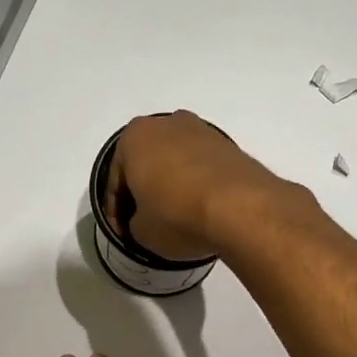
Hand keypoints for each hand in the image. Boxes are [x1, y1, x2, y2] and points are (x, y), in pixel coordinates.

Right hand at [104, 111, 282, 261]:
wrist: (241, 209)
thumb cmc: (176, 215)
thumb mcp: (141, 231)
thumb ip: (134, 221)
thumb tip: (146, 219)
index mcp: (135, 136)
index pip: (116, 178)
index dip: (115, 210)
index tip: (122, 233)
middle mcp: (168, 123)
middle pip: (147, 162)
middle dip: (144, 190)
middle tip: (144, 222)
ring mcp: (203, 131)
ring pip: (176, 162)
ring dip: (171, 186)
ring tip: (175, 218)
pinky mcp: (230, 146)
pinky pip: (202, 168)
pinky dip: (196, 186)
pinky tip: (199, 210)